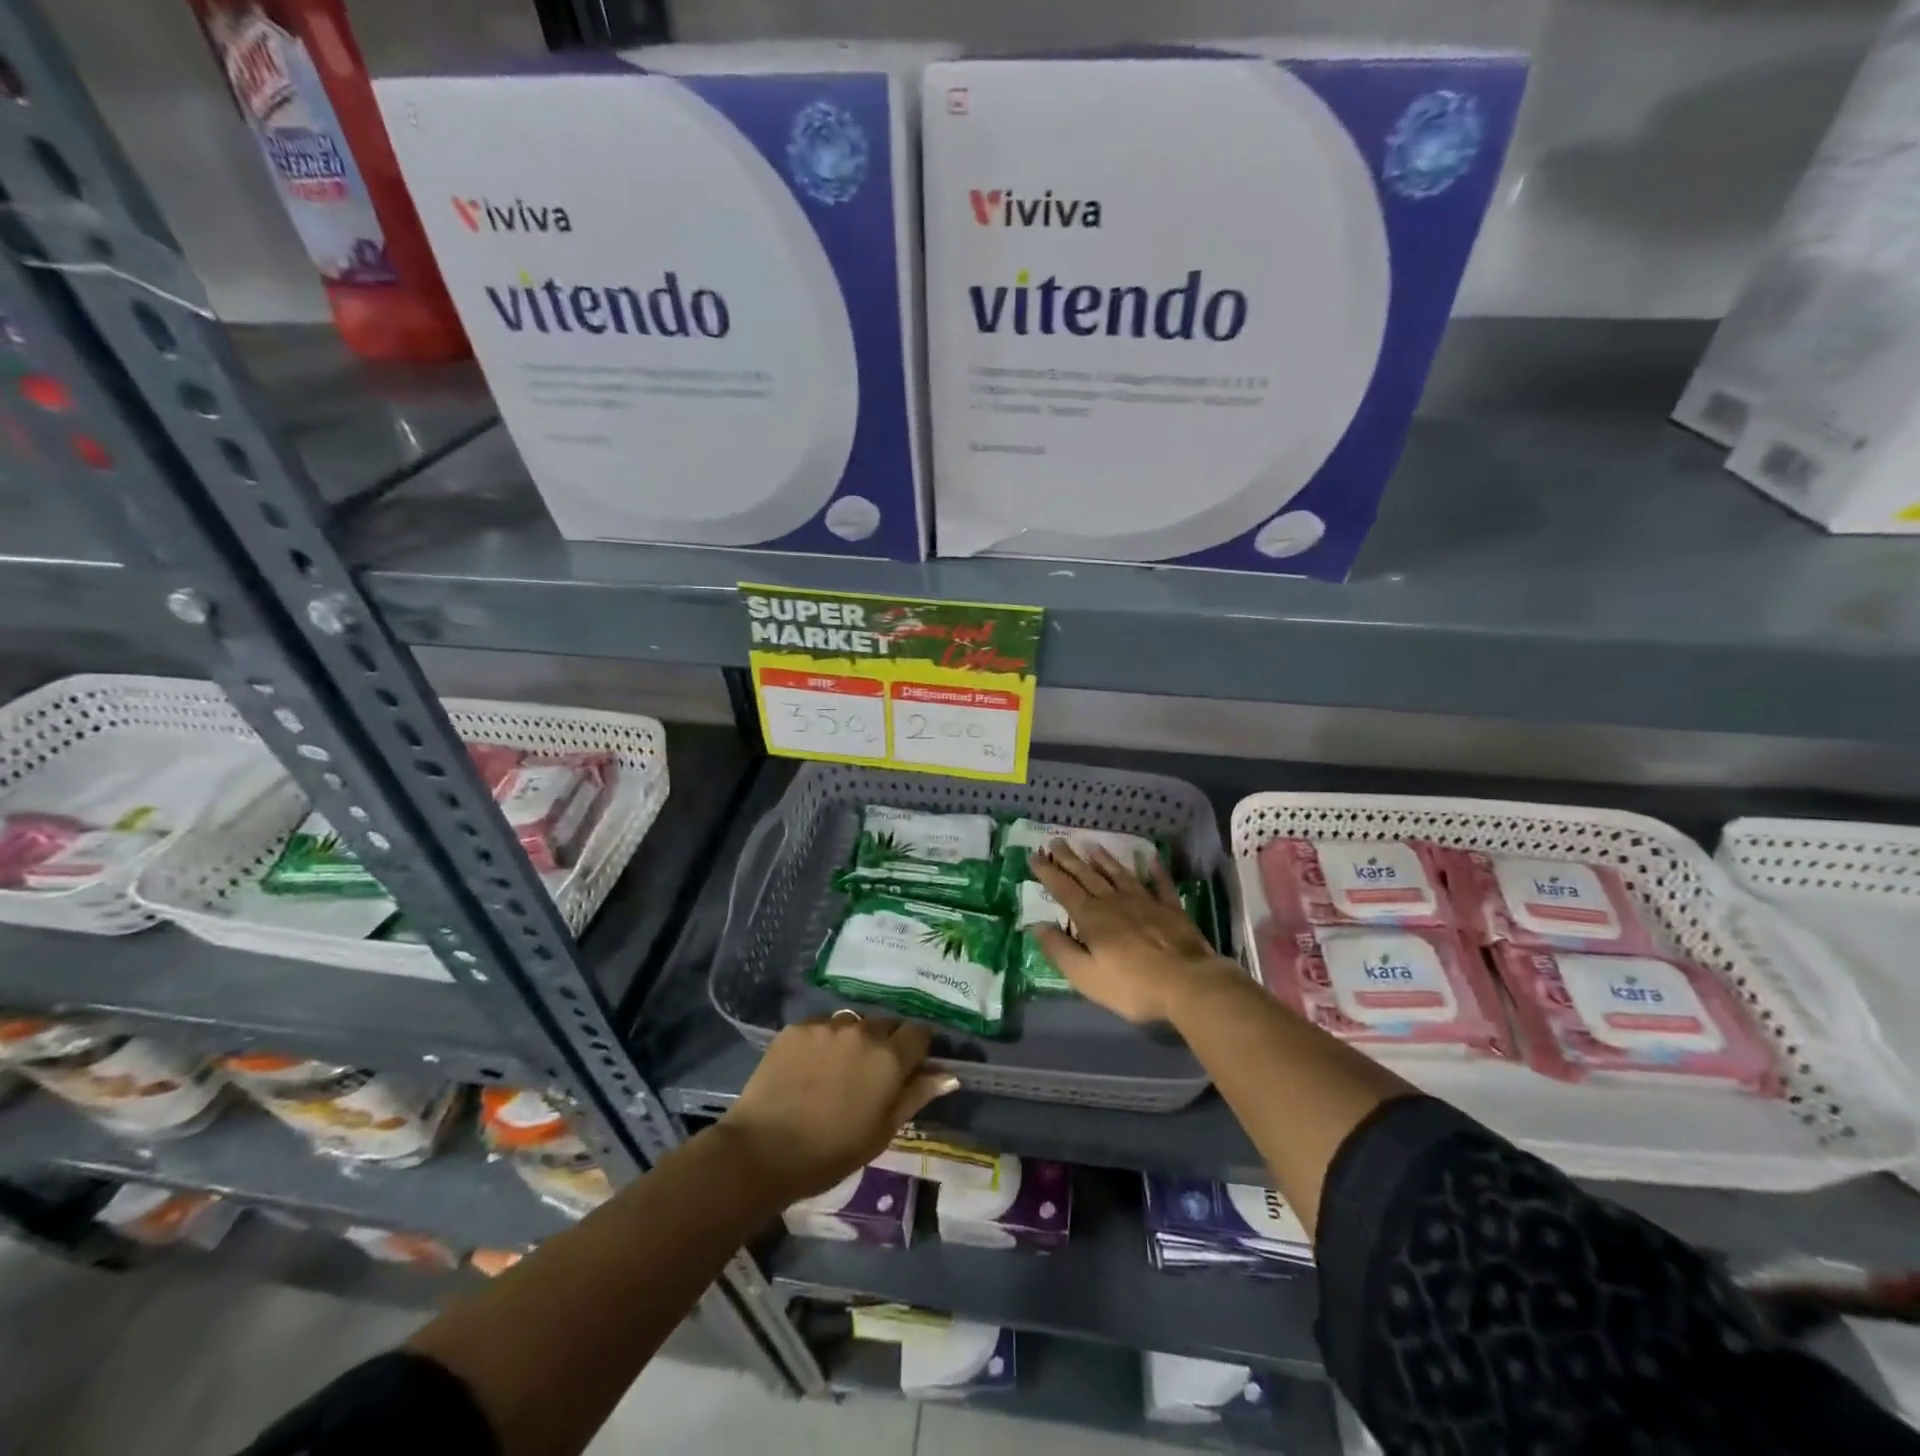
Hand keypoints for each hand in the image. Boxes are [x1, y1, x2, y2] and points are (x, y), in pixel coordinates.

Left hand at [720, 1013, 958, 1202]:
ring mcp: (827, 1026)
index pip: (919, 1033)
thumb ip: (916, 1095)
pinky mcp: (797, 1027)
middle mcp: (862, 1031)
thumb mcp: (882, 1132)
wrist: (762, 1151)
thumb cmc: (831, 1153)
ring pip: (853, 1023)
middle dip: (886, 1043)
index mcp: (889, 1058)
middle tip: (871, 1073)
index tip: (909, 1069)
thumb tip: (948, 1075)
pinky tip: (810, 1067)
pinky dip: (824, 1041)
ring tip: (838, 1069)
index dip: (917, 1050)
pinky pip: (822, 1026)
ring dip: (854, 1040)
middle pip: (886, 1024)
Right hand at [1030, 843, 1241, 1024]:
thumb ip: (1060, 950)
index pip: (1063, 889)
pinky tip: (1150, 858)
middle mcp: (1115, 902)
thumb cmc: (1131, 986)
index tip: (1034, 856)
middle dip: (1070, 859)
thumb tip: (1037, 926)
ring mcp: (1145, 902)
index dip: (1047, 872)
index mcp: (1092, 918)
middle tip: (1056, 842)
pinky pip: (1160, 884)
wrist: (1188, 984)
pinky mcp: (1171, 909)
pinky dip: (1154, 870)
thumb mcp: (1085, 976)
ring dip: (1104, 860)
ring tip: (1092, 846)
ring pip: (1120, 875)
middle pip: (1088, 876)